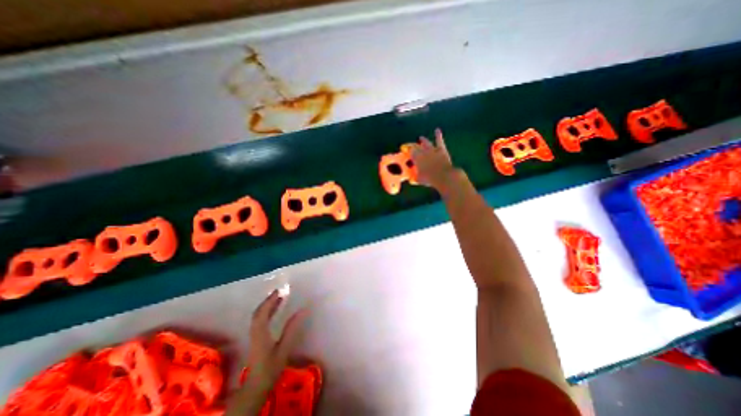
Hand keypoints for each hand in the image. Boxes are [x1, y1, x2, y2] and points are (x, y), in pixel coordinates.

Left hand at [246, 290, 306, 392]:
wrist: (256, 386)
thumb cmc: (270, 368)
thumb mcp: (284, 349)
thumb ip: (291, 329)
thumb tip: (302, 311)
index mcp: (260, 333)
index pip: (263, 313)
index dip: (270, 301)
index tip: (279, 291)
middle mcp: (255, 331)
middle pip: (258, 312)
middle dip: (268, 300)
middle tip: (279, 292)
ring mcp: (254, 335)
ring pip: (257, 315)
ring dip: (267, 305)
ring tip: (278, 298)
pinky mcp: (255, 338)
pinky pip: (259, 320)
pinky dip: (266, 311)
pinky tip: (274, 310)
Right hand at [407, 128, 453, 191]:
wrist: (443, 176)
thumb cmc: (429, 178)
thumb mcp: (419, 179)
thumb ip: (414, 177)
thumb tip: (411, 179)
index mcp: (416, 158)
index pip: (409, 151)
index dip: (406, 149)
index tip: (404, 149)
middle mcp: (423, 151)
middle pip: (416, 146)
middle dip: (413, 145)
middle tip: (411, 145)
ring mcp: (432, 149)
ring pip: (426, 142)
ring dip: (423, 140)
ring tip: (421, 138)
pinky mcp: (441, 149)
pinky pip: (439, 140)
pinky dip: (438, 135)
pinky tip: (437, 130)